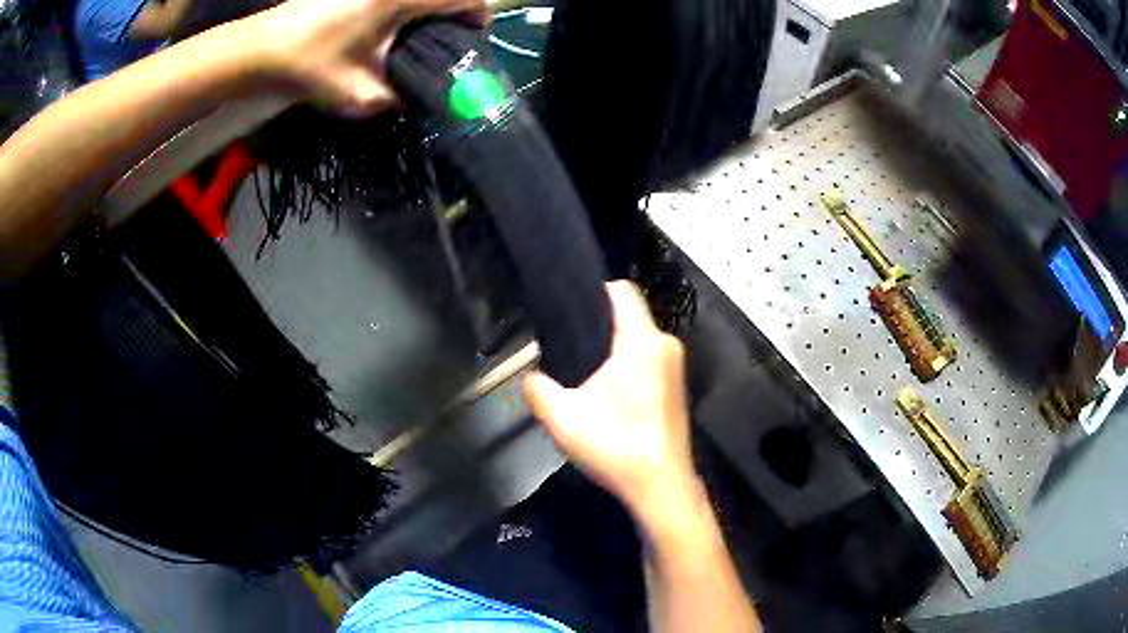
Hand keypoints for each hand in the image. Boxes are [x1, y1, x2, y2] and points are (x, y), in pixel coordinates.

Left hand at [251, 0, 486, 116]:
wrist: (257, 51)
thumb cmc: (307, 67)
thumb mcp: (358, 95)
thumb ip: (397, 99)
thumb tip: (414, 99)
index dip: (477, 16)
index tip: (472, 39)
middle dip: (451, 13)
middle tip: (444, 43)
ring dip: (425, 10)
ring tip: (415, 39)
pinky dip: (401, 9)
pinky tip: (386, 32)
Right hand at [523, 282, 698, 522]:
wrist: (660, 486)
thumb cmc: (615, 445)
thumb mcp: (562, 418)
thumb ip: (537, 389)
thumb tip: (530, 376)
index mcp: (642, 342)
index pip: (622, 291)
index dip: (594, 292)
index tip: (569, 309)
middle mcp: (665, 346)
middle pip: (630, 315)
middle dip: (599, 325)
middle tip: (567, 345)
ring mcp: (676, 367)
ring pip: (639, 340)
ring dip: (614, 348)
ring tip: (583, 371)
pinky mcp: (677, 388)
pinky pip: (649, 359)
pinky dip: (629, 365)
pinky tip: (608, 393)